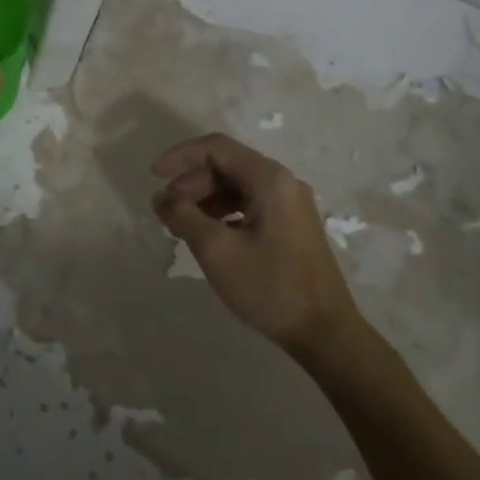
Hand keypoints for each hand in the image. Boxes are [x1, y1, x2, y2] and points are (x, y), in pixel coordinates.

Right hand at [151, 133, 364, 357]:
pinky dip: (224, 213)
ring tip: (182, 224)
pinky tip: (209, 236)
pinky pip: (251, 205)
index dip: (180, 156)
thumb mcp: (217, 250)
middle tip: (166, 209)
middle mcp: (283, 183)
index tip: (154, 177)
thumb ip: (183, 216)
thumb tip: (161, 198)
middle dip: (191, 181)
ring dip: (205, 198)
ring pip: (238, 186)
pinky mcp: (293, 226)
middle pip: (228, 165)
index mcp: (269, 179)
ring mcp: (291, 205)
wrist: (325, 332)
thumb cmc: (270, 287)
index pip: (217, 147)